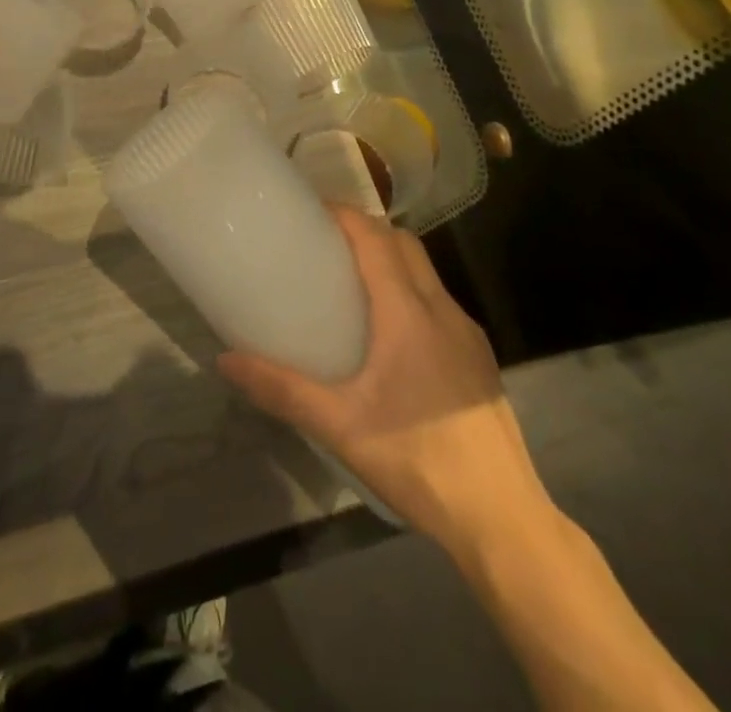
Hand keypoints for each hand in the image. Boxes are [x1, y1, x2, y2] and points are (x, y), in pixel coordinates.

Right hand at [218, 207, 553, 558]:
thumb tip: (226, 360)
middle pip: (404, 244)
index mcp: (408, 313)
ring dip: (390, 259)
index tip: (310, 210)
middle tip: (323, 242)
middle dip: (366, 230)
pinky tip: (389, 332)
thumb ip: (282, 389)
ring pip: (426, 272)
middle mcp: (443, 310)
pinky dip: (410, 290)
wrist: (503, 520)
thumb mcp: (340, 427)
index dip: (344, 214)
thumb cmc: (418, 462)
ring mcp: (468, 333)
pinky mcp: (479, 358)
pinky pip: (438, 301)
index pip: (376, 238)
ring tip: (349, 281)